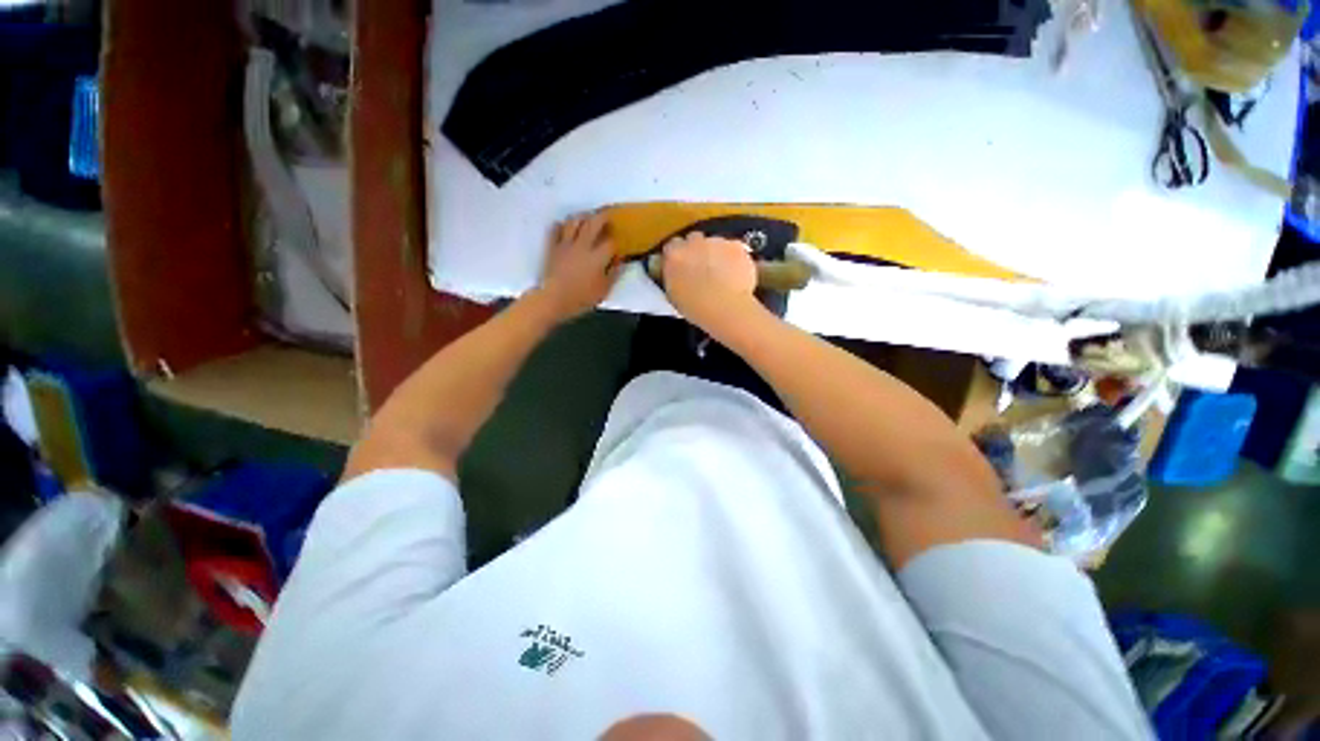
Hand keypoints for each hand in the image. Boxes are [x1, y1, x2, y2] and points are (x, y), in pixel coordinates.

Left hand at [538, 212, 620, 319]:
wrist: (553, 299)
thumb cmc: (581, 298)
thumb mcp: (603, 290)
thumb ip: (613, 274)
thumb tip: (619, 262)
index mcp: (597, 257)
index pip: (610, 242)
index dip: (615, 241)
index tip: (617, 243)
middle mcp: (582, 245)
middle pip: (593, 223)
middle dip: (602, 217)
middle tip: (607, 216)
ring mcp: (565, 244)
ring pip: (574, 221)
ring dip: (582, 216)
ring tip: (587, 218)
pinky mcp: (552, 247)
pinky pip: (555, 229)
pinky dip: (561, 225)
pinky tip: (564, 226)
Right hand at [661, 232, 762, 337]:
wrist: (726, 308)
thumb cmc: (696, 308)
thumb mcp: (673, 294)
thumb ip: (673, 276)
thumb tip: (676, 272)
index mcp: (674, 255)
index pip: (672, 246)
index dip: (678, 256)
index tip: (682, 265)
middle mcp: (694, 242)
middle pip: (694, 239)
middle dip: (697, 250)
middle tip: (701, 268)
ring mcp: (717, 241)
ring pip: (715, 243)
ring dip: (715, 253)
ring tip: (721, 274)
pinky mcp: (736, 246)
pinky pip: (732, 248)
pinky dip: (733, 258)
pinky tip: (734, 273)